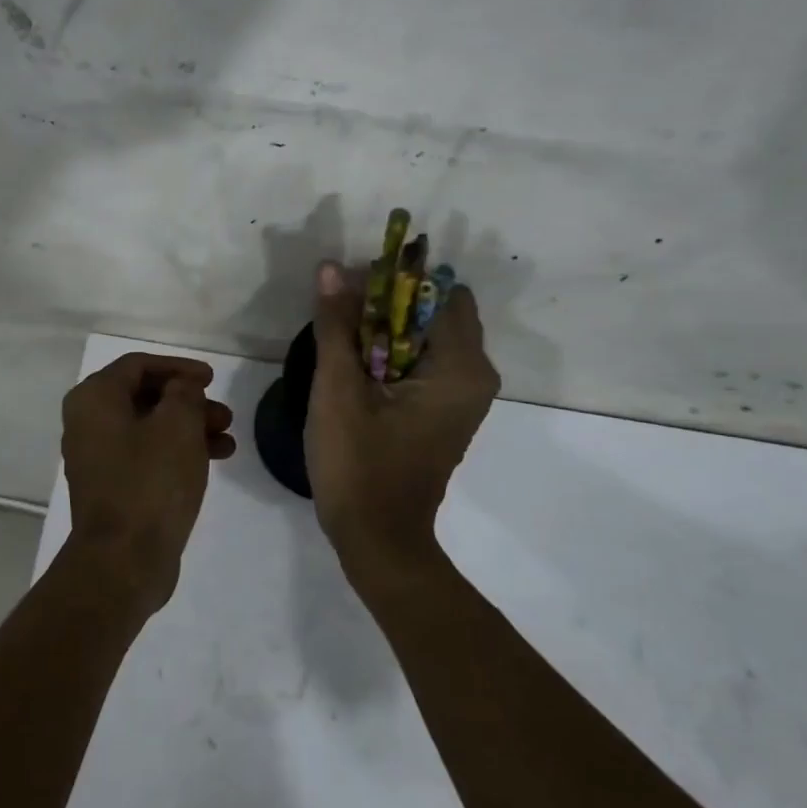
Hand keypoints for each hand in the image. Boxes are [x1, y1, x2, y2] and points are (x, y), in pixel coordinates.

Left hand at [61, 352, 235, 608]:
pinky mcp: (113, 488)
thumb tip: (181, 388)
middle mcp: (88, 423)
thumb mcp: (178, 424)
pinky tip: (213, 461)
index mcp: (94, 399)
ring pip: (150, 429)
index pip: (138, 365)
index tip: (212, 379)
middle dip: (189, 402)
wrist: (123, 560)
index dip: (178, 367)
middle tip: (224, 414)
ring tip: (228, 440)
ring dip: (190, 428)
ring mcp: (98, 458)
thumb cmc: (150, 481)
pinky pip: (147, 456)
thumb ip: (184, 393)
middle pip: (145, 397)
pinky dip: (178, 452)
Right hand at [306, 261, 499, 578]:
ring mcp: (461, 397)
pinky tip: (354, 365)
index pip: (438, 292)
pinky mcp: (443, 412)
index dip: (394, 280)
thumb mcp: (338, 389)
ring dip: (384, 329)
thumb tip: (332, 267)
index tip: (351, 286)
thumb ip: (336, 325)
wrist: (377, 540)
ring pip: (424, 337)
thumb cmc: (359, 464)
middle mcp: (474, 376)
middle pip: (433, 312)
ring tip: (339, 337)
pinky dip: (391, 354)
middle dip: (386, 304)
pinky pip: (421, 363)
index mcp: (461, 367)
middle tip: (338, 312)